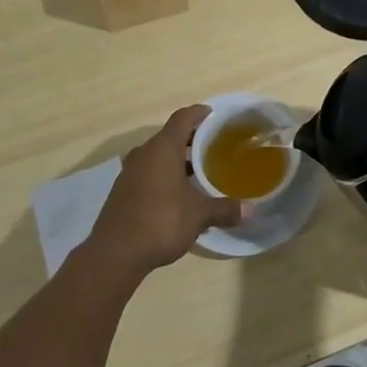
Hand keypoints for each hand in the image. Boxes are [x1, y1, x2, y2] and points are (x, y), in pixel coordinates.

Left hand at [88, 106, 241, 274]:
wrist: (116, 253)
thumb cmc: (161, 221)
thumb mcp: (199, 215)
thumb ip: (224, 209)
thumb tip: (251, 210)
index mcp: (163, 148)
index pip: (182, 118)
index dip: (198, 113)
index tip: (212, 113)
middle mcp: (144, 153)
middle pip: (169, 136)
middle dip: (190, 139)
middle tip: (212, 146)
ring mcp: (129, 172)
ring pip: (156, 156)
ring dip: (175, 160)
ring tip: (197, 171)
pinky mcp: (122, 192)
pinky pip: (147, 173)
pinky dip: (163, 176)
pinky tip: (176, 194)